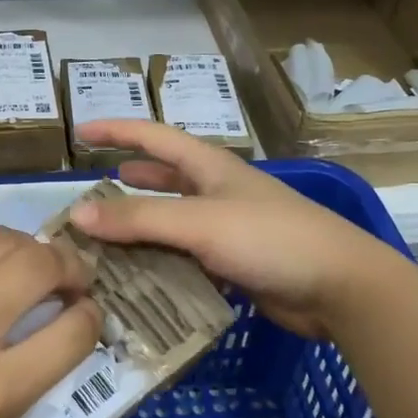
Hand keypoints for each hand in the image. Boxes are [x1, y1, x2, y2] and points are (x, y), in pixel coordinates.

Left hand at [0, 228, 101, 417]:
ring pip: (5, 240)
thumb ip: (30, 375)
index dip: (93, 319)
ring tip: (34, 264)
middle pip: (43, 266)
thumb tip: (62, 325)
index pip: (74, 330)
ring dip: (34, 248)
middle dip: (73, 268)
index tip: (86, 317)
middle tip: (71, 282)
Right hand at [71, 119, 387, 340]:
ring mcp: (227, 228)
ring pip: (172, 221)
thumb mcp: (200, 222)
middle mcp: (216, 191)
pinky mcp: (234, 263)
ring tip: (103, 239)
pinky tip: (138, 278)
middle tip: (89, 196)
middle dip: (127, 181)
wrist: (340, 287)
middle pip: (162, 177)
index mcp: (209, 167)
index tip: (79, 131)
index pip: (153, 137)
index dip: (116, 130)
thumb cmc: (270, 239)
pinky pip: (185, 257)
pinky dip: (160, 262)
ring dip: (140, 227)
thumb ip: (139, 218)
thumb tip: (77, 213)